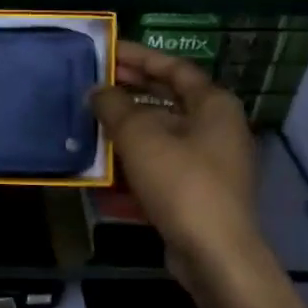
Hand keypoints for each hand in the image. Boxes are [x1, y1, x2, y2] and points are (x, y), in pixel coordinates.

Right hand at [91, 44, 275, 302]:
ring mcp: (209, 164)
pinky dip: (134, 163)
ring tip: (90, 123)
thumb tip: (96, 90)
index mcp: (213, 105)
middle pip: (168, 100)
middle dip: (130, 92)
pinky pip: (161, 167)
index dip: (139, 57)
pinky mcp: (197, 193)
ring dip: (127, 129)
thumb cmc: (181, 183)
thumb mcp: (139, 136)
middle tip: (93, 83)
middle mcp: (217, 129)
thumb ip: (113, 106)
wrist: (214, 256)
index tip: (107, 51)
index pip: (174, 68)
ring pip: (162, 135)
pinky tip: (103, 170)